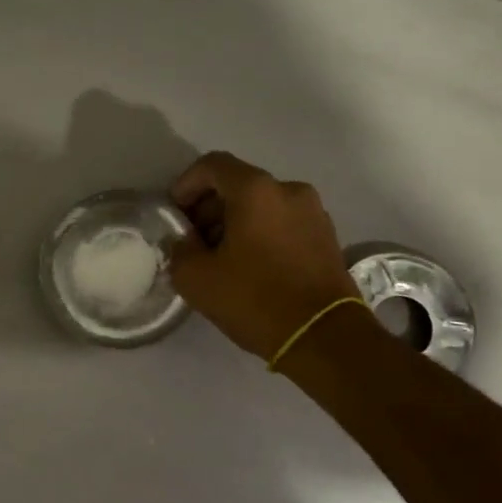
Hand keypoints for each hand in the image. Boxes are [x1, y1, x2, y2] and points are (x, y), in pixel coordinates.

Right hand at [166, 152, 362, 360]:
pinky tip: (248, 266)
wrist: (324, 337)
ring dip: (234, 221)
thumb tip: (184, 243)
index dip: (186, 184)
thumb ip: (179, 250)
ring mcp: (313, 212)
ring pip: (261, 204)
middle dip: (209, 206)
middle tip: (192, 240)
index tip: (175, 214)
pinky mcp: (326, 237)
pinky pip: (282, 222)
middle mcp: (288, 190)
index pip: (212, 165)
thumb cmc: (255, 298)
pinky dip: (260, 233)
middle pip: (238, 184)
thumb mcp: (196, 278)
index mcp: (256, 190)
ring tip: (219, 257)